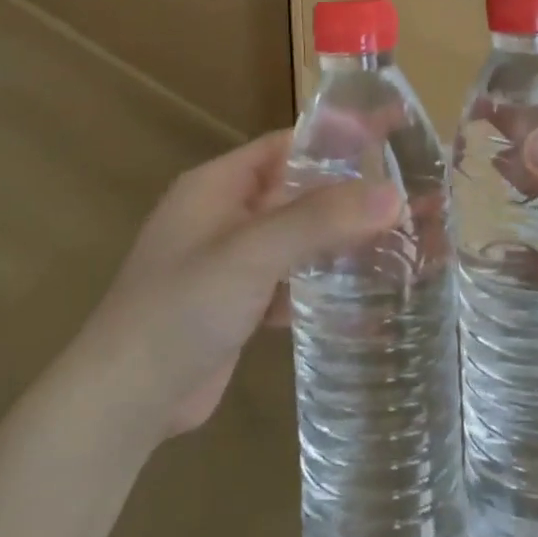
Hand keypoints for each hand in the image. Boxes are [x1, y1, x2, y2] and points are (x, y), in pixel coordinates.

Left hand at [81, 131, 401, 438]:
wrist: (125, 400)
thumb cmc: (181, 307)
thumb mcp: (251, 253)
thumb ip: (320, 219)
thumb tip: (393, 193)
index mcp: (218, 185)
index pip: (288, 145)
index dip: (337, 138)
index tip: (392, 136)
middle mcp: (225, 215)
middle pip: (297, 193)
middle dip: (349, 196)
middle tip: (412, 197)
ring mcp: (231, 263)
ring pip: (298, 240)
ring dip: (340, 243)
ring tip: (401, 244)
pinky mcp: (239, 305)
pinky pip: (290, 282)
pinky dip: (322, 286)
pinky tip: (365, 300)